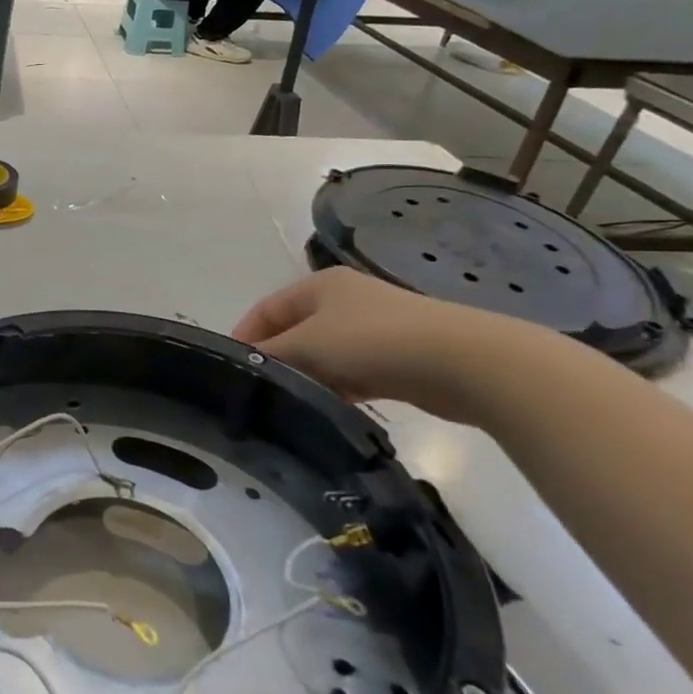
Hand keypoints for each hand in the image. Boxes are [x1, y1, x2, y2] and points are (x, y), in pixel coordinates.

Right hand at [232, 269, 512, 417]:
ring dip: (307, 376)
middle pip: (294, 331)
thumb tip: (242, 366)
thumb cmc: (372, 340)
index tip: (230, 370)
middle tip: (258, 392)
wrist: (462, 362)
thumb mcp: (308, 344)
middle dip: (276, 359)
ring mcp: (372, 330)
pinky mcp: (395, 359)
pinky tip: (328, 408)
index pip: (267, 308)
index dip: (245, 335)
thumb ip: (270, 354)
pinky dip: (336, 387)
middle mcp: (344, 301)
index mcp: (319, 285)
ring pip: (323, 355)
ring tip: (289, 405)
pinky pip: (351, 373)